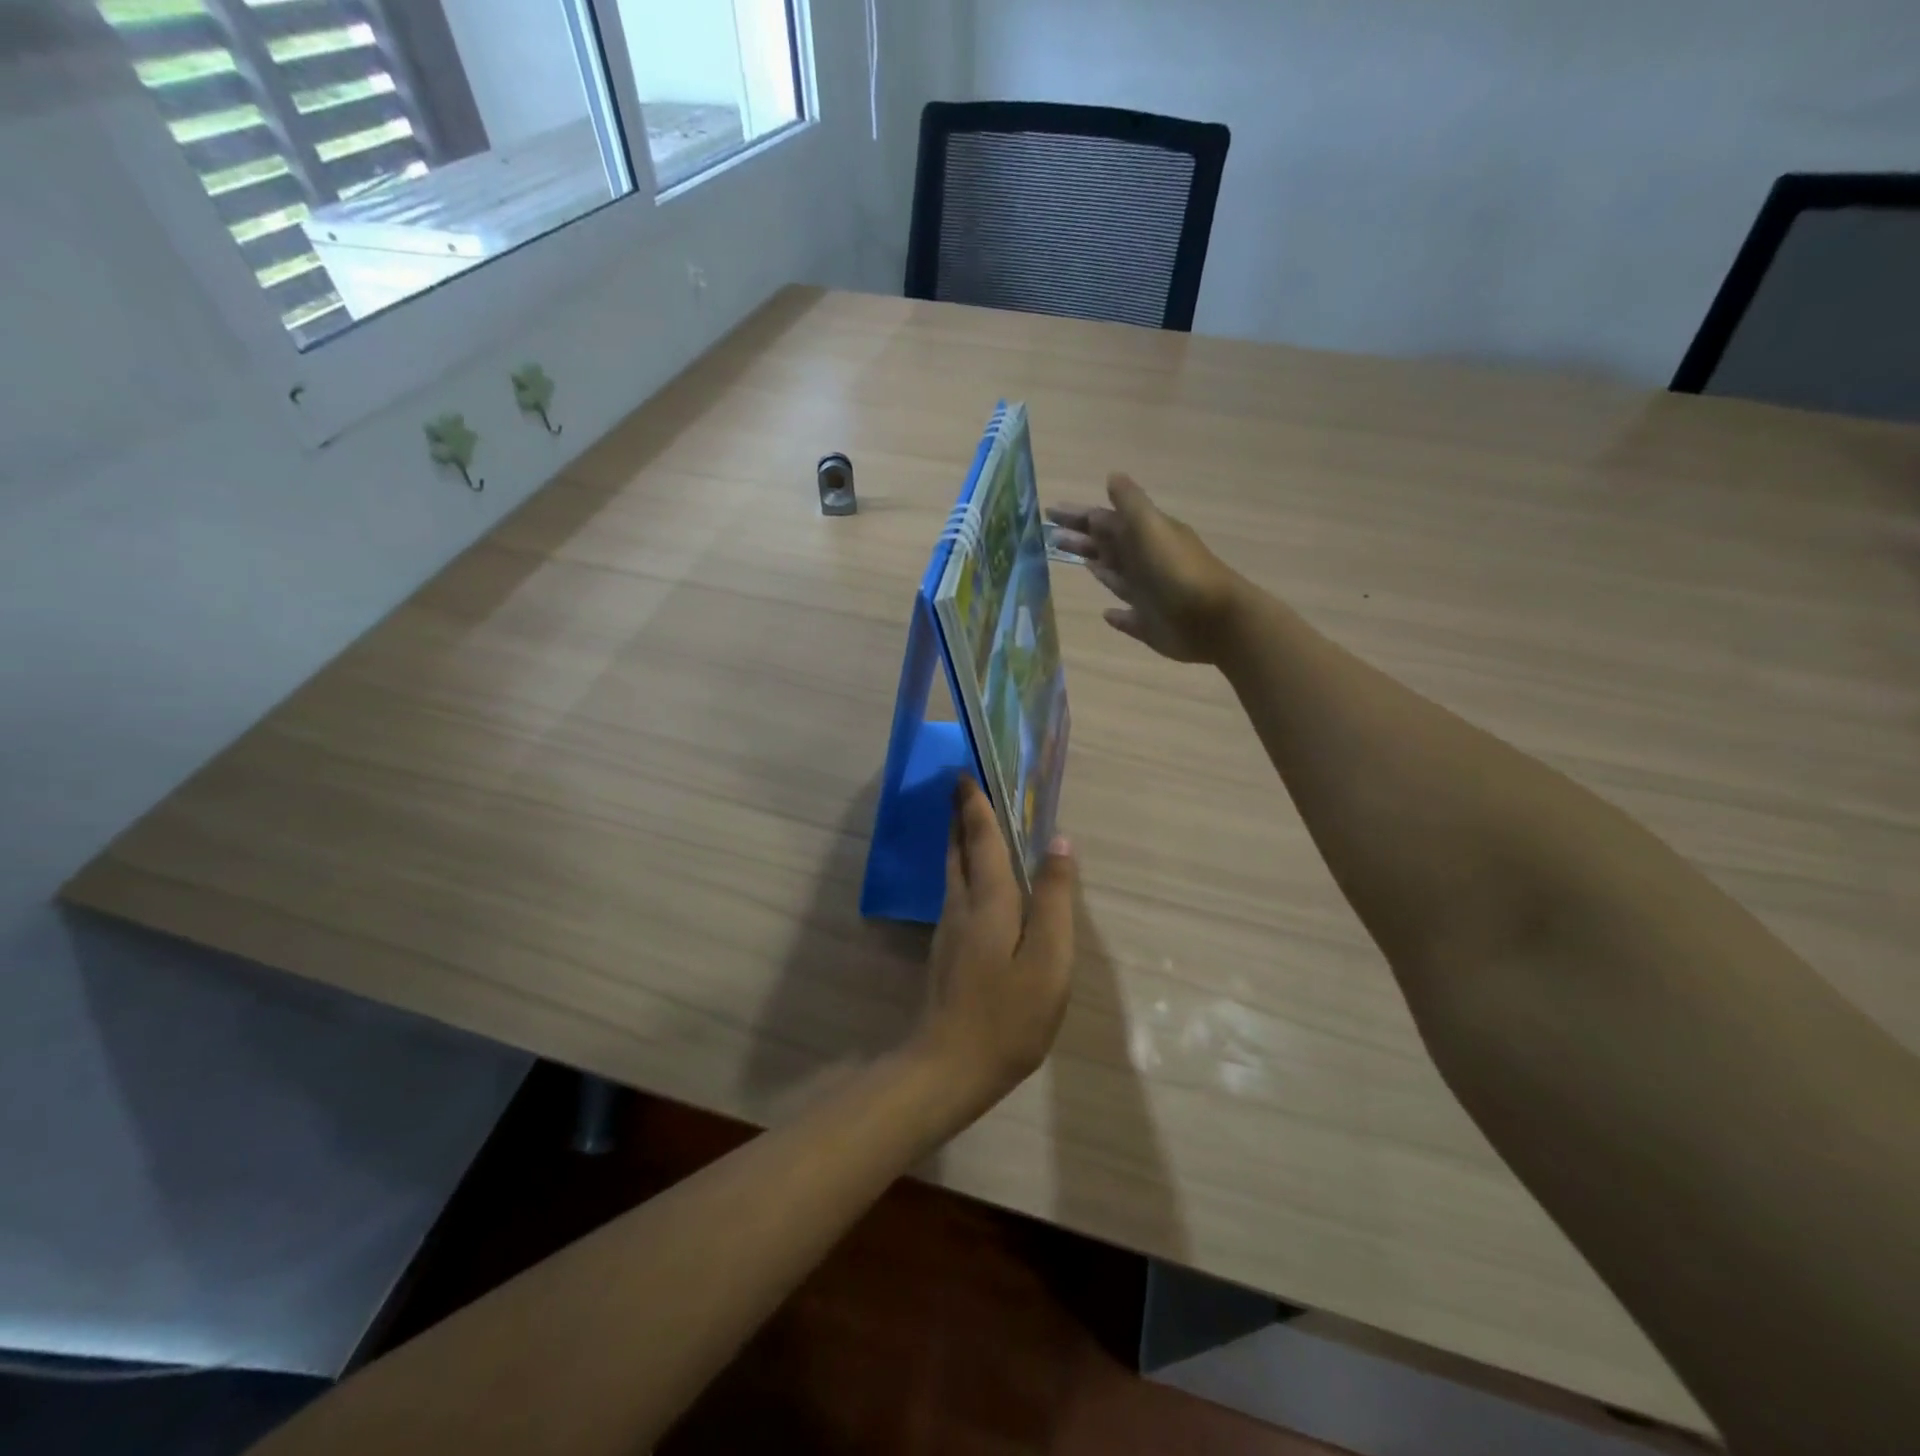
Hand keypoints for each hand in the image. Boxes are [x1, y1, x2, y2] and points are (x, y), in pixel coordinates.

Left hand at [914, 777, 1075, 1111]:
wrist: (949, 1067)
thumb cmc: (1008, 1015)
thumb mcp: (1048, 959)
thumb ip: (1053, 899)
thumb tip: (1060, 843)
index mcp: (987, 901)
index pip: (981, 839)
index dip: (975, 805)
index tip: (965, 774)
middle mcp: (961, 906)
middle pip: (958, 850)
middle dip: (959, 816)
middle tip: (961, 787)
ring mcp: (949, 931)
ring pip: (953, 872)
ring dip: (959, 841)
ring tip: (969, 823)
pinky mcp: (946, 952)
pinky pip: (956, 893)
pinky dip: (964, 870)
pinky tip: (976, 882)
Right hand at [1047, 474, 1245, 663]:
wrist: (1216, 620)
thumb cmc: (1179, 572)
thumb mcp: (1152, 528)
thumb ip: (1131, 504)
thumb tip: (1112, 476)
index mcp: (1144, 537)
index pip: (1104, 521)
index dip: (1078, 517)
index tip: (1049, 512)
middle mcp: (1145, 563)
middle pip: (1107, 546)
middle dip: (1081, 540)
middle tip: (1049, 536)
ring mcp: (1148, 595)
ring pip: (1116, 577)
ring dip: (1097, 568)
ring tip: (1076, 561)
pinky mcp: (1150, 625)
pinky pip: (1128, 617)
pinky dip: (1117, 615)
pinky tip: (1106, 614)